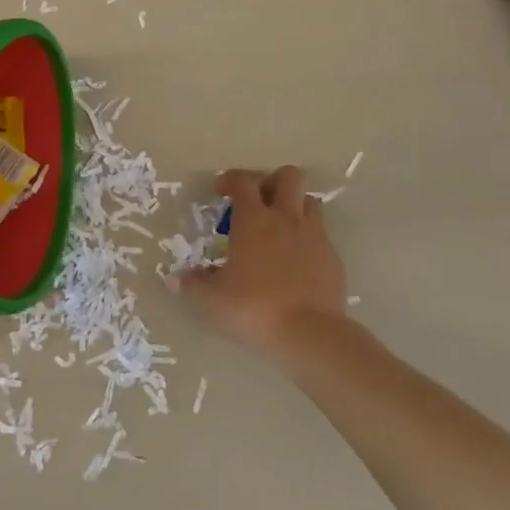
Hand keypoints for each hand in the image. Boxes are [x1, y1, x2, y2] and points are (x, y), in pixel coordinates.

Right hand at [172, 167, 348, 363]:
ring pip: (310, 201)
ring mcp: (314, 236)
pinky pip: (321, 234)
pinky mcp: (333, 257)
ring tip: (280, 228)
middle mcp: (286, 218)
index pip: (243, 181)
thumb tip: (175, 278)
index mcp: (254, 220)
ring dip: (295, 206)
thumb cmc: (254, 308)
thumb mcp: (212, 300)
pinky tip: (296, 261)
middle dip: (272, 181)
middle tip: (258, 203)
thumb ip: (193, 285)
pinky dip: (308, 238)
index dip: (230, 179)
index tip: (220, 192)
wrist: (310, 333)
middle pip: (289, 176)